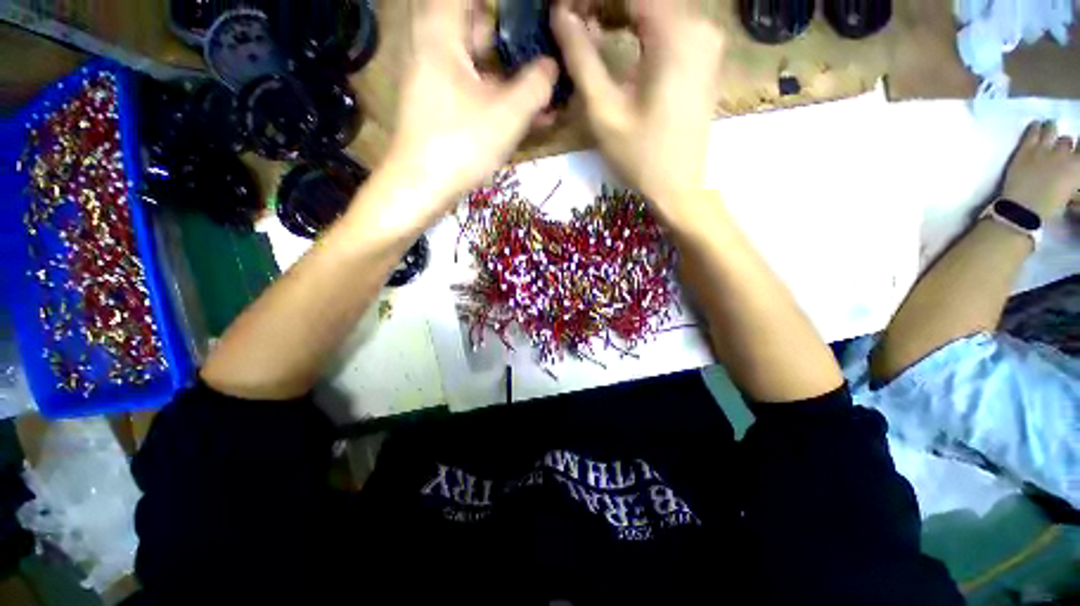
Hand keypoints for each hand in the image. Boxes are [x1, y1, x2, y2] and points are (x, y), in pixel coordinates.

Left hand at [382, 0, 557, 221]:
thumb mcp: (507, 114)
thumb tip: (552, 66)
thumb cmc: (461, 145)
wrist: (422, 188)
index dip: (507, 7)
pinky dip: (501, 96)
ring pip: (482, 62)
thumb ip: (537, 85)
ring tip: (547, 87)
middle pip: (480, 25)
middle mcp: (435, 47)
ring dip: (514, 74)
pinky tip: (529, 114)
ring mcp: (438, 78)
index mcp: (442, 32)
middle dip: (517, 38)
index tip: (533, 15)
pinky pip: (477, 89)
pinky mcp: (444, 105)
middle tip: (546, 52)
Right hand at [551, 0, 724, 217]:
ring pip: (656, 7)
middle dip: (605, 5)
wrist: (680, 187)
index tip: (564, 11)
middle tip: (572, 21)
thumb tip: (559, 15)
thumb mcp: (604, 111)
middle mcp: (699, 24)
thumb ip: (582, 58)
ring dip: (620, 12)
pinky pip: (668, 22)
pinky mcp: (704, 55)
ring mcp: (706, 39)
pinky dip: (639, 24)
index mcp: (675, 34)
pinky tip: (617, 37)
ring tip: (588, 28)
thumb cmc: (640, 156)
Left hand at [1001, 121, 1079, 217]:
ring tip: (1049, 132)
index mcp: (1078, 166)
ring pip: (1051, 130)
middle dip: (1064, 145)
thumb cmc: (1051, 207)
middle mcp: (1065, 153)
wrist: (1024, 209)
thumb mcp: (1071, 193)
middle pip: (1067, 141)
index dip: (1078, 148)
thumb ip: (1074, 178)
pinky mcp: (1026, 149)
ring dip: (1051, 131)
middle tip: (1059, 150)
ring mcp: (1044, 149)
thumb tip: (1073, 173)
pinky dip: (1035, 127)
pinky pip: (1032, 132)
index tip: (1076, 150)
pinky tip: (1036, 126)